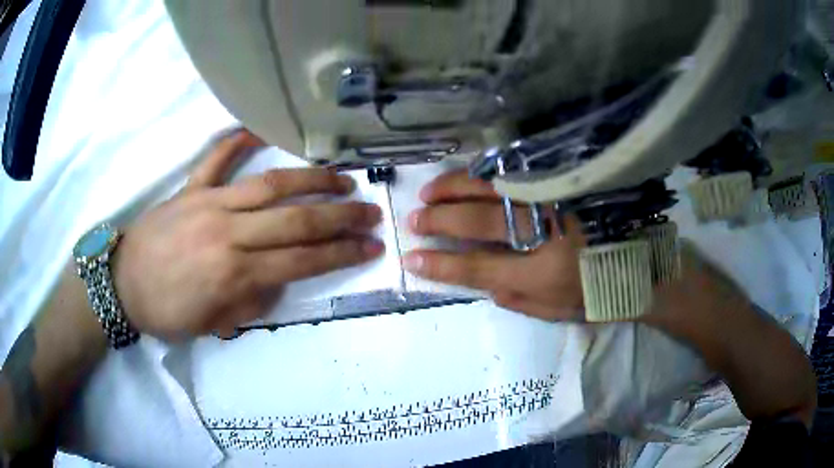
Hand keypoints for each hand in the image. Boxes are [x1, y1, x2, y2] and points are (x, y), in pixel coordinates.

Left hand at [112, 129, 384, 338]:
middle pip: (297, 220)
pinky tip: (259, 129)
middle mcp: (229, 233)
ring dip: (312, 180)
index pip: (303, 261)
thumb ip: (252, 302)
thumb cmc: (167, 313)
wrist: (122, 285)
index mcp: (235, 274)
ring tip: (342, 178)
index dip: (342, 254)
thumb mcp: (214, 325)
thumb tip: (279, 278)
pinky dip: (238, 142)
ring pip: (270, 184)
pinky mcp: (191, 189)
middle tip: (371, 213)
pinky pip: (217, 159)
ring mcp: (209, 203)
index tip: (372, 247)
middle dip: (341, 217)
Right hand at [402, 170, 585, 320]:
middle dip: (440, 221)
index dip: (442, 265)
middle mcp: (548, 232)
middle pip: (481, 222)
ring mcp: (557, 201)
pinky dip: (486, 172)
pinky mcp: (565, 182)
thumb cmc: (600, 292)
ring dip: (456, 189)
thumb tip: (481, 281)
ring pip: (495, 187)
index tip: (412, 259)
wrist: (644, 261)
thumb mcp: (556, 311)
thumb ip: (516, 299)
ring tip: (430, 193)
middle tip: (415, 220)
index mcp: (546, 272)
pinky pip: (518, 170)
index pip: (480, 268)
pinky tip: (468, 175)